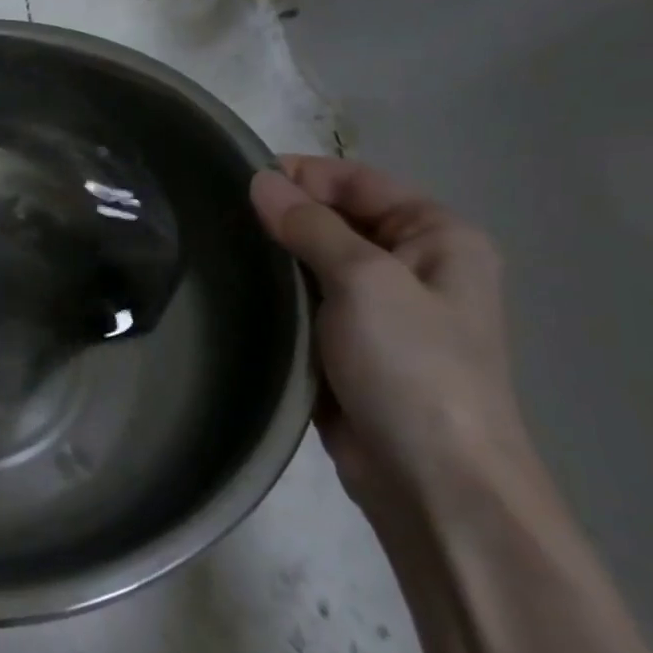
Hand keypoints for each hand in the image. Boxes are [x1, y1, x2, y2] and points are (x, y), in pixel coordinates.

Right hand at [249, 156, 531, 521]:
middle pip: (336, 220)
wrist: (430, 478)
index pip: (359, 182)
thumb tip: (261, 180)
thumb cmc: (412, 366)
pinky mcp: (347, 347)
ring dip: (274, 257)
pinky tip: (232, 290)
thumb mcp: (364, 281)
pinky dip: (274, 295)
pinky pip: (305, 304)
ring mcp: (379, 310)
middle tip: (215, 216)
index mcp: (438, 237)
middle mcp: (413, 266)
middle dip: (282, 215)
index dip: (301, 175)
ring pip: (315, 264)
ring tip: (214, 248)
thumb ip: (311, 226)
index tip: (236, 179)